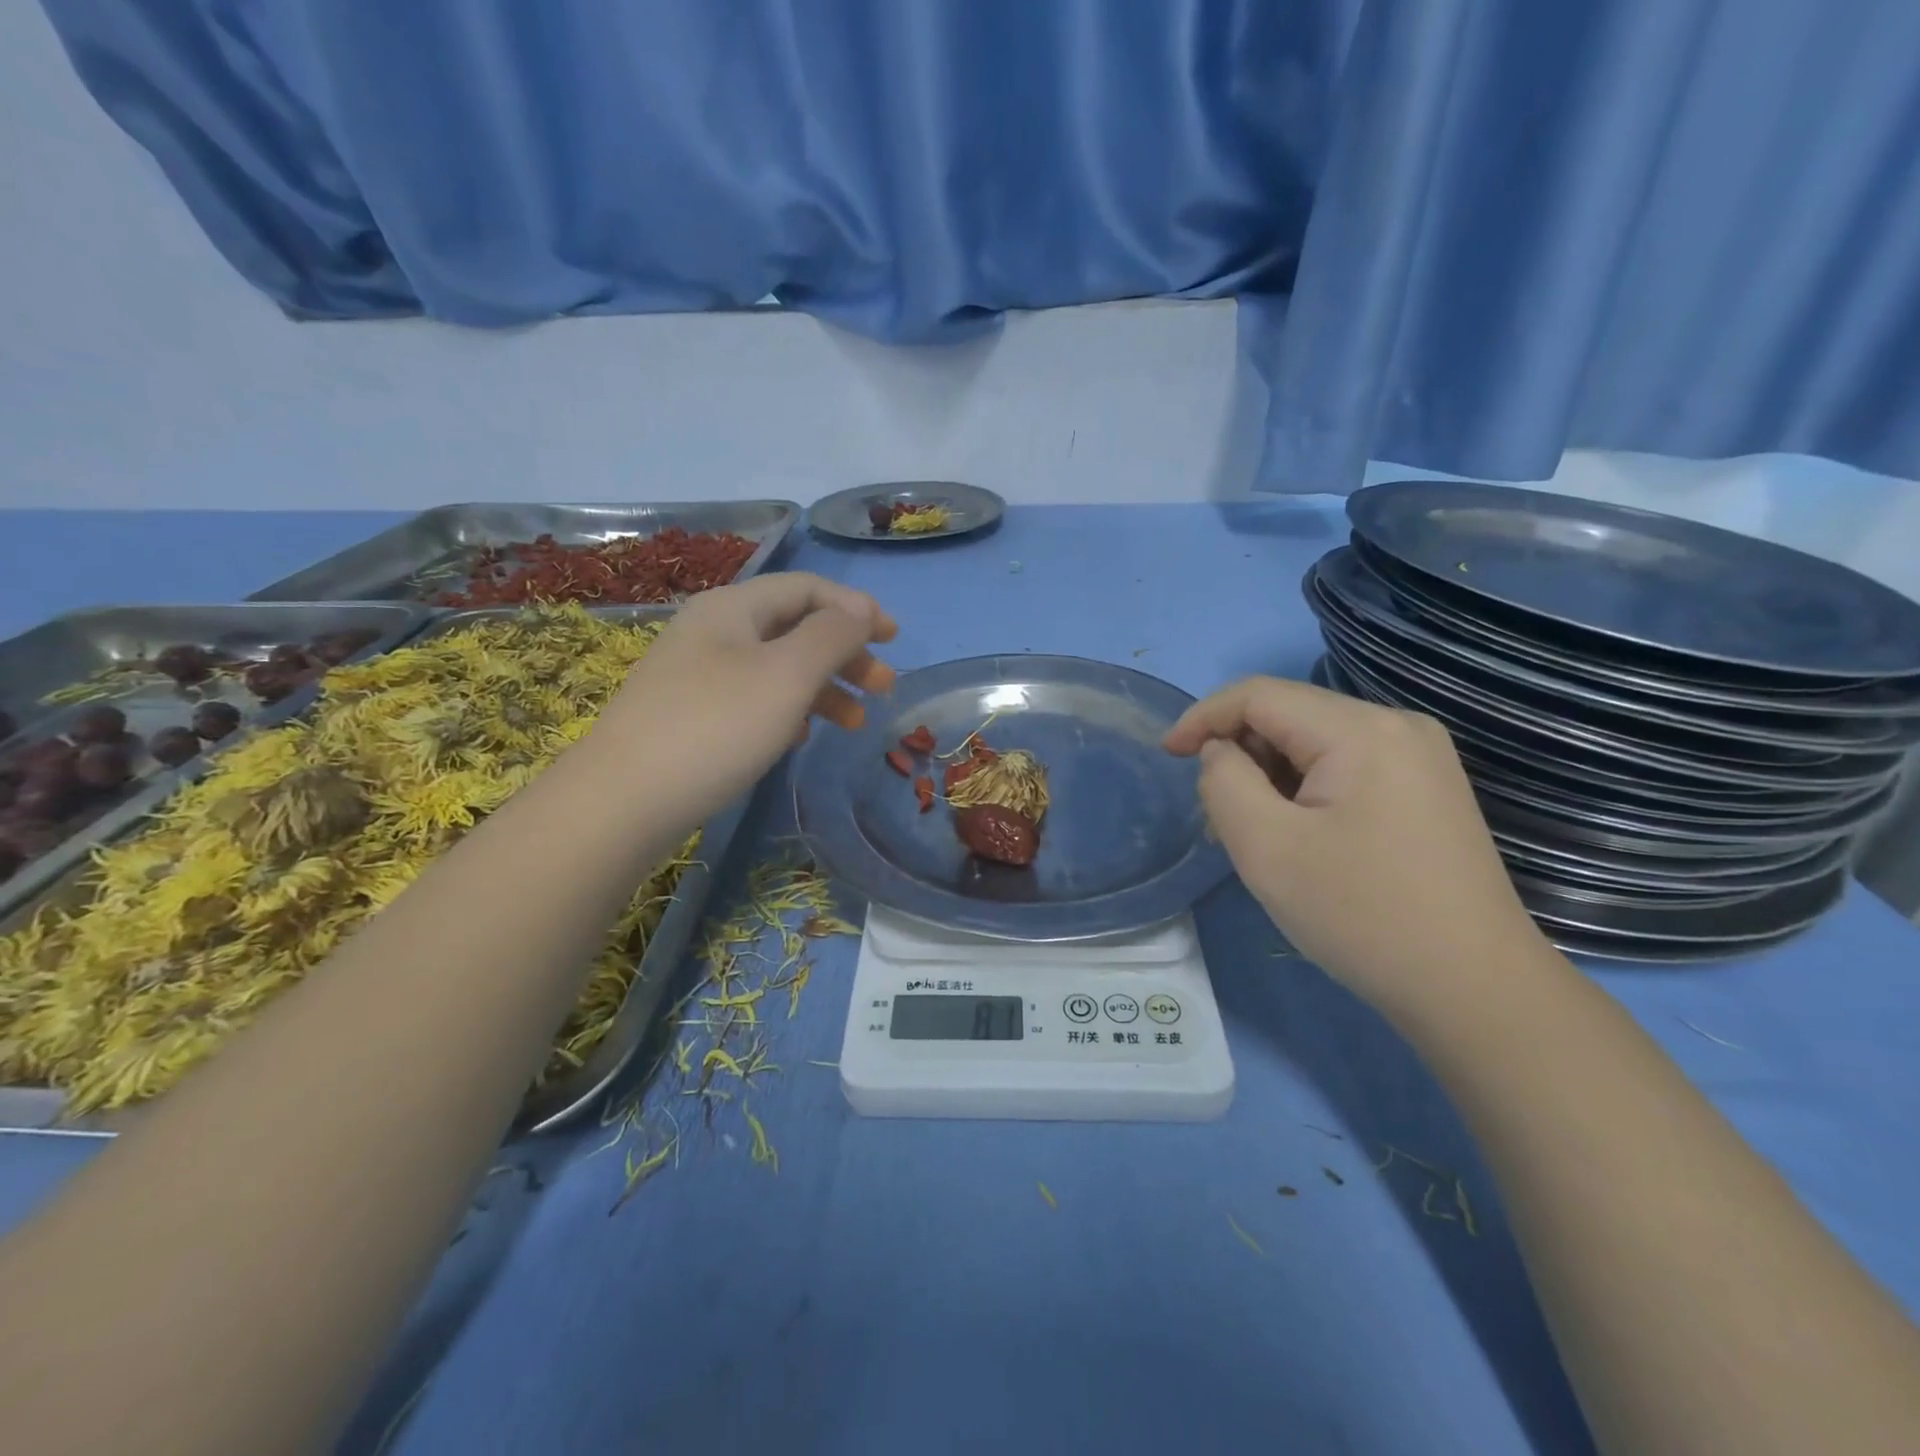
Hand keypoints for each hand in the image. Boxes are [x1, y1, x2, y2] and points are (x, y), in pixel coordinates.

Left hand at [593, 573, 896, 821]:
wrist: (622, 801)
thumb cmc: (716, 728)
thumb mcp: (787, 675)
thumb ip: (832, 636)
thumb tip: (861, 612)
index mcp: (734, 608)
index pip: (807, 588)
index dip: (856, 608)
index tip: (894, 639)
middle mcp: (714, 631)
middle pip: (795, 627)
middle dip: (846, 653)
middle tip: (884, 687)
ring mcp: (697, 674)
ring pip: (777, 667)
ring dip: (824, 687)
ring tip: (857, 722)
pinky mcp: (691, 714)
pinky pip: (754, 698)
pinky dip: (790, 710)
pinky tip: (803, 737)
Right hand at [1164, 677, 1547, 1015]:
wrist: (1474, 990)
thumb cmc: (1361, 914)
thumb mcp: (1266, 846)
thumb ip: (1224, 780)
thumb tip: (1222, 752)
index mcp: (1361, 729)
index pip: (1259, 695)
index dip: (1203, 717)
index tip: (1166, 756)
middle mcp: (1397, 726)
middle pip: (1288, 716)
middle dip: (1239, 756)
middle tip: (1218, 820)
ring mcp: (1419, 758)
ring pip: (1313, 744)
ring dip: (1269, 778)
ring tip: (1255, 838)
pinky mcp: (1425, 789)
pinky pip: (1343, 768)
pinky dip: (1303, 791)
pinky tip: (1298, 839)